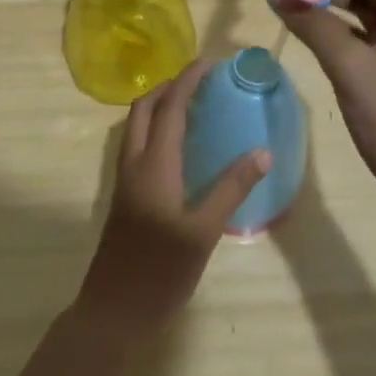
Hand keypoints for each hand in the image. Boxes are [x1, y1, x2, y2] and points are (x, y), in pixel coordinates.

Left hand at [76, 58, 270, 333]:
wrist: (113, 312)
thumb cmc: (160, 273)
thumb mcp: (203, 232)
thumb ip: (231, 189)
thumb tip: (262, 152)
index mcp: (153, 166)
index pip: (170, 107)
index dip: (188, 80)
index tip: (209, 62)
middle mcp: (134, 164)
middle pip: (144, 107)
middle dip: (169, 85)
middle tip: (201, 81)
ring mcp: (125, 180)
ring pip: (137, 126)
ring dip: (160, 106)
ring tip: (194, 106)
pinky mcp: (125, 196)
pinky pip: (138, 145)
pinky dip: (156, 129)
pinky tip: (181, 147)